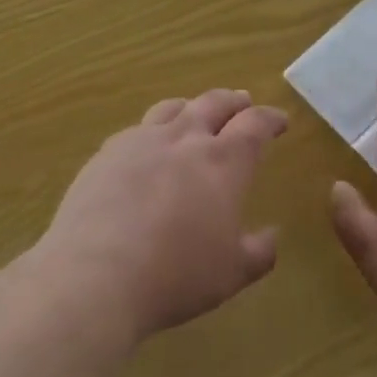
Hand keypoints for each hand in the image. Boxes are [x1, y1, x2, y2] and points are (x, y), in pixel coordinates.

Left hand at [37, 89, 285, 341]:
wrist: (96, 275)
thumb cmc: (176, 275)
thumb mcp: (232, 273)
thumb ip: (259, 252)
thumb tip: (271, 235)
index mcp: (223, 161)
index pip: (255, 125)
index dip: (270, 119)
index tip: (279, 121)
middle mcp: (185, 139)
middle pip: (214, 103)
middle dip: (233, 101)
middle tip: (243, 102)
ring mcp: (141, 141)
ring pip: (172, 108)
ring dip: (192, 106)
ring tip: (195, 112)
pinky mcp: (106, 154)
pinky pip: (136, 129)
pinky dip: (152, 130)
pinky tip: (147, 145)